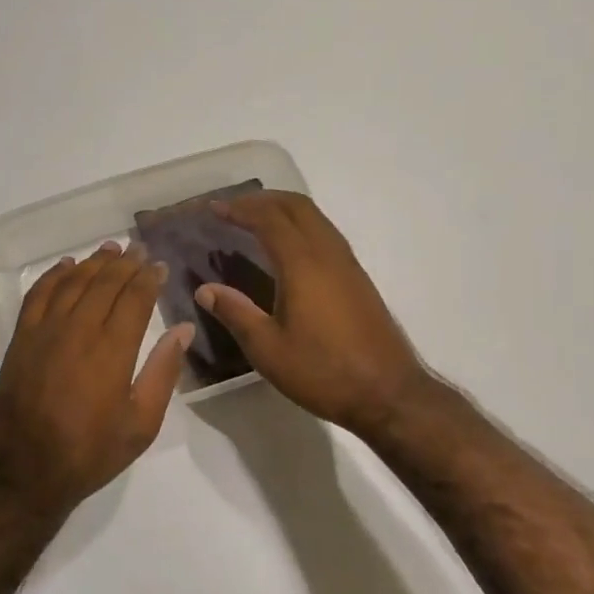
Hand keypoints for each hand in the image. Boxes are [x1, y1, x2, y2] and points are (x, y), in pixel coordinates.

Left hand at [0, 241, 193, 518]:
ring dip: (93, 262)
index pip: (135, 298)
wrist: (24, 472)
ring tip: (110, 249)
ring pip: (73, 282)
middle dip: (125, 263)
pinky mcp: (21, 339)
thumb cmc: (90, 453)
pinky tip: (66, 266)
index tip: (159, 265)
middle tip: (139, 249)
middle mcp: (79, 329)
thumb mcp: (141, 423)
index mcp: (112, 350)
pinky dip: (54, 275)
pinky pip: (38, 294)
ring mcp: (45, 331)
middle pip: (104, 283)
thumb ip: (163, 372)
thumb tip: (183, 328)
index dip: (149, 278)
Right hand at [195, 192, 431, 441]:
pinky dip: (302, 227)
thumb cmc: (323, 371)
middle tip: (234, 208)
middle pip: (297, 207)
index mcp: (303, 265)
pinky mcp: (358, 279)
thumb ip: (236, 313)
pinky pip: (326, 234)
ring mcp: (348, 265)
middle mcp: (328, 255)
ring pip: (316, 218)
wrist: (387, 393)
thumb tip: (206, 289)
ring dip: (285, 210)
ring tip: (257, 221)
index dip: (241, 209)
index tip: (214, 208)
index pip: (269, 220)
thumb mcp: (268, 349)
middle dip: (263, 200)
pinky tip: (288, 250)